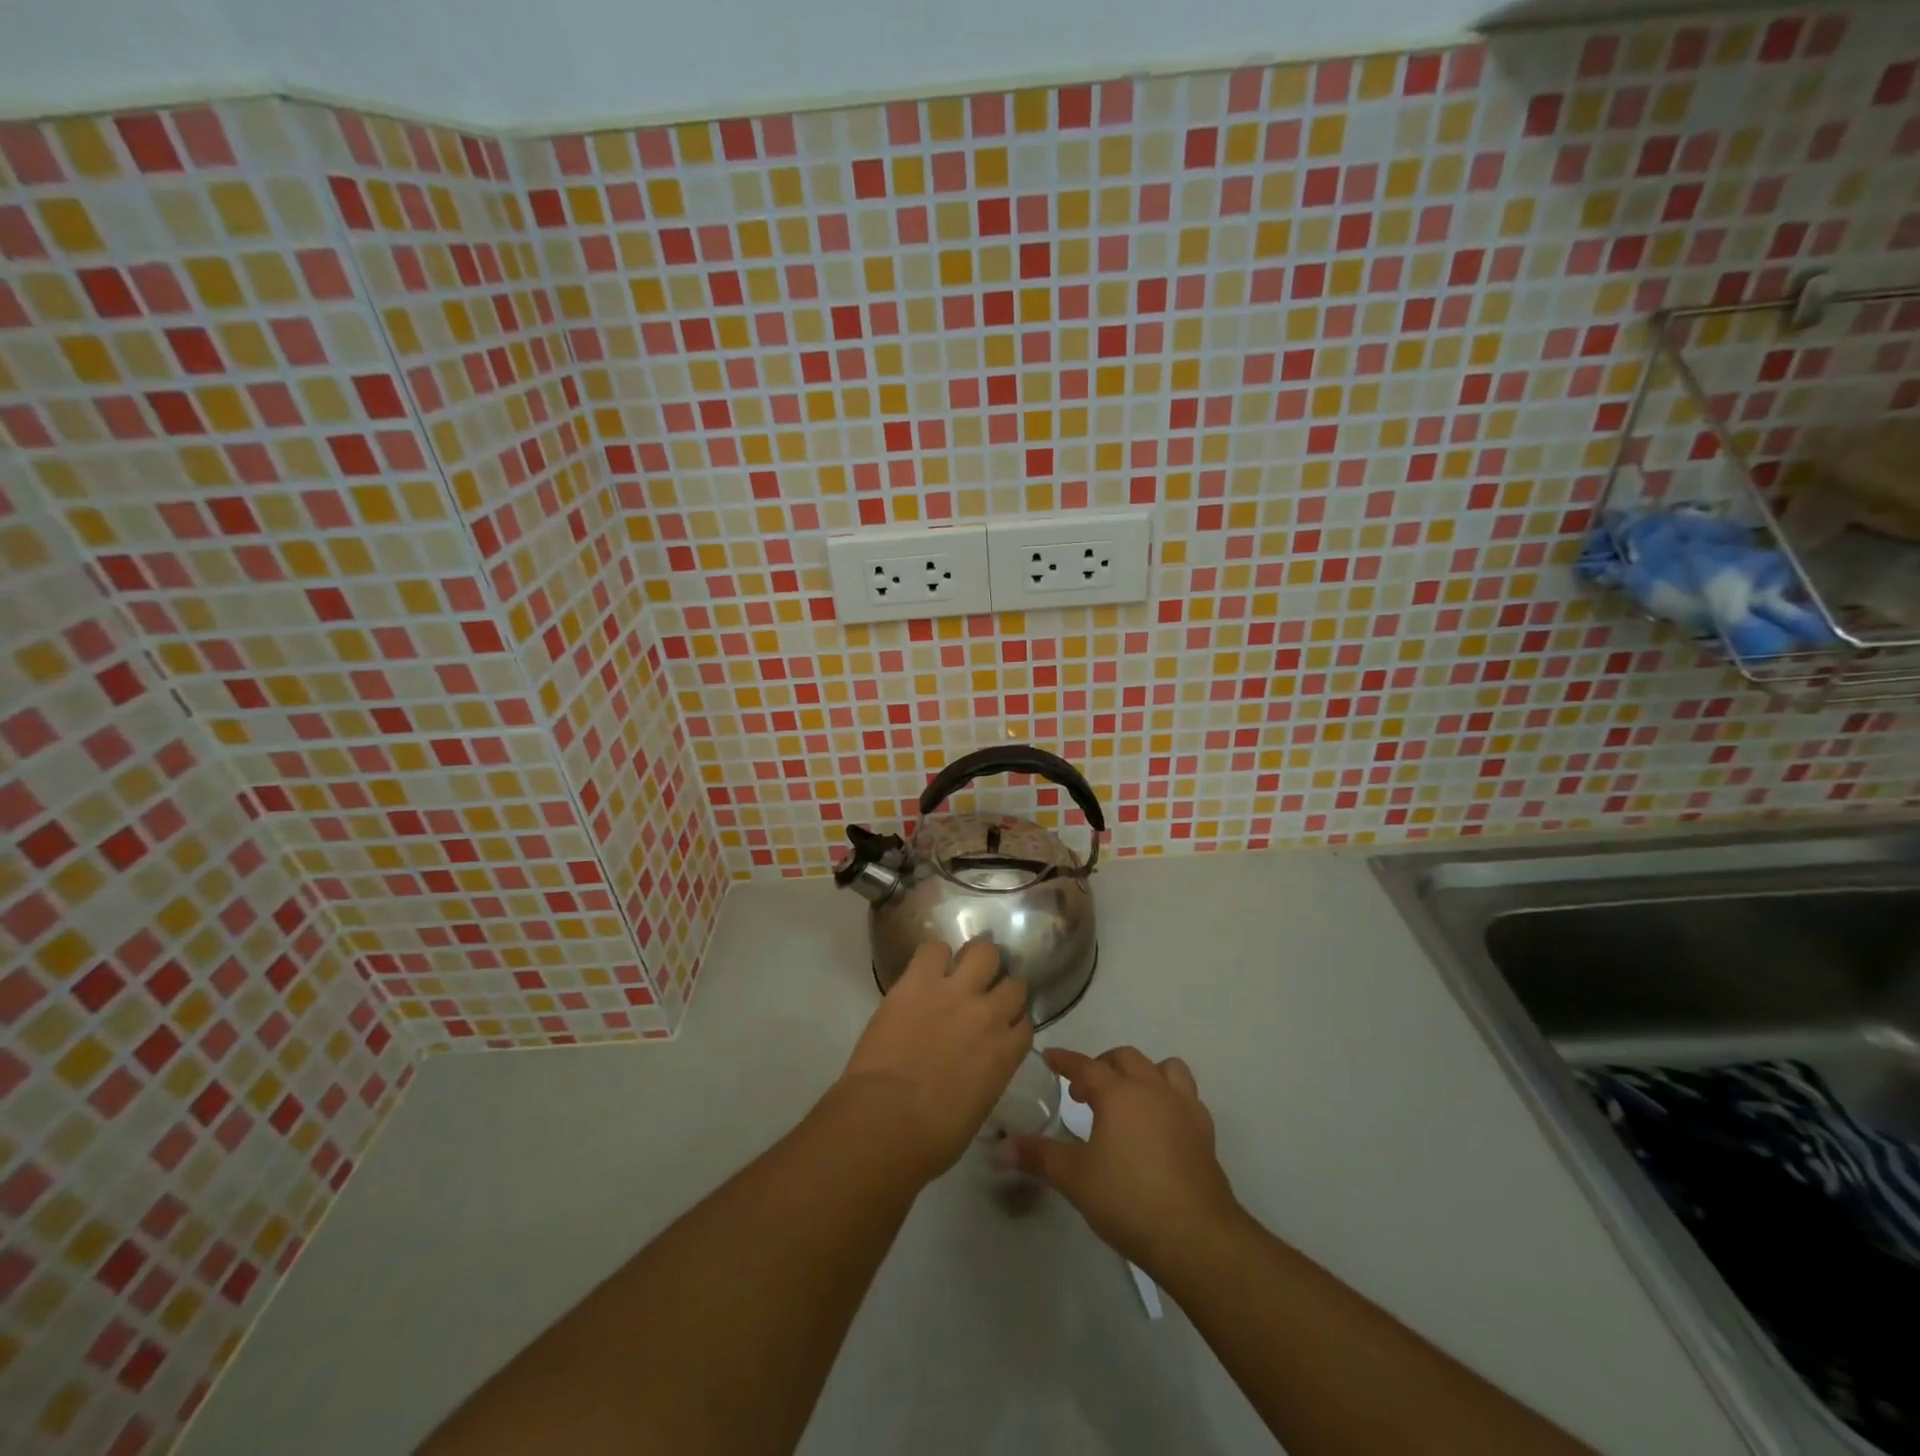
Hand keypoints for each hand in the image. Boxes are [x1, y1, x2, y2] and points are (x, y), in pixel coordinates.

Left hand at [833, 939, 1032, 1184]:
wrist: (888, 1119)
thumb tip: (974, 1070)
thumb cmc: (932, 1137)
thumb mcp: (976, 1110)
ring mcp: (955, 991)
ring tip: (960, 968)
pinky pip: (934, 948)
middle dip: (1001, 987)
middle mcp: (989, 1014)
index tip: (1001, 1025)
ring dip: (975, 959)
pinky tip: (925, 969)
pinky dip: (933, 956)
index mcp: (1006, 1053)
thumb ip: (985, 1078)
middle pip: (1013, 983)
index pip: (1025, 1023)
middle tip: (982, 993)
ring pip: (984, 951)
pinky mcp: (920, 980)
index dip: (1012, 1022)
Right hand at [1007, 1046, 1241, 1271]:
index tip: (1050, 1057)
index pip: (1085, 1065)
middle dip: (1101, 1066)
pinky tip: (1160, 1123)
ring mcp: (1183, 1108)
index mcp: (1118, 1093)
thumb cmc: (1129, 1199)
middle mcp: (1152, 1089)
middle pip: (1125, 1059)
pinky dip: (1169, 1098)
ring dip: (1143, 1073)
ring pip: (1165, 1069)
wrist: (1196, 1236)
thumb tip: (1000, 1148)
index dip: (1065, 1060)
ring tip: (1128, 1097)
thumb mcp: (1074, 1179)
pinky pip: (1187, 1097)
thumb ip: (1038, 1157)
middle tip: (1083, 1091)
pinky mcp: (1205, 1133)